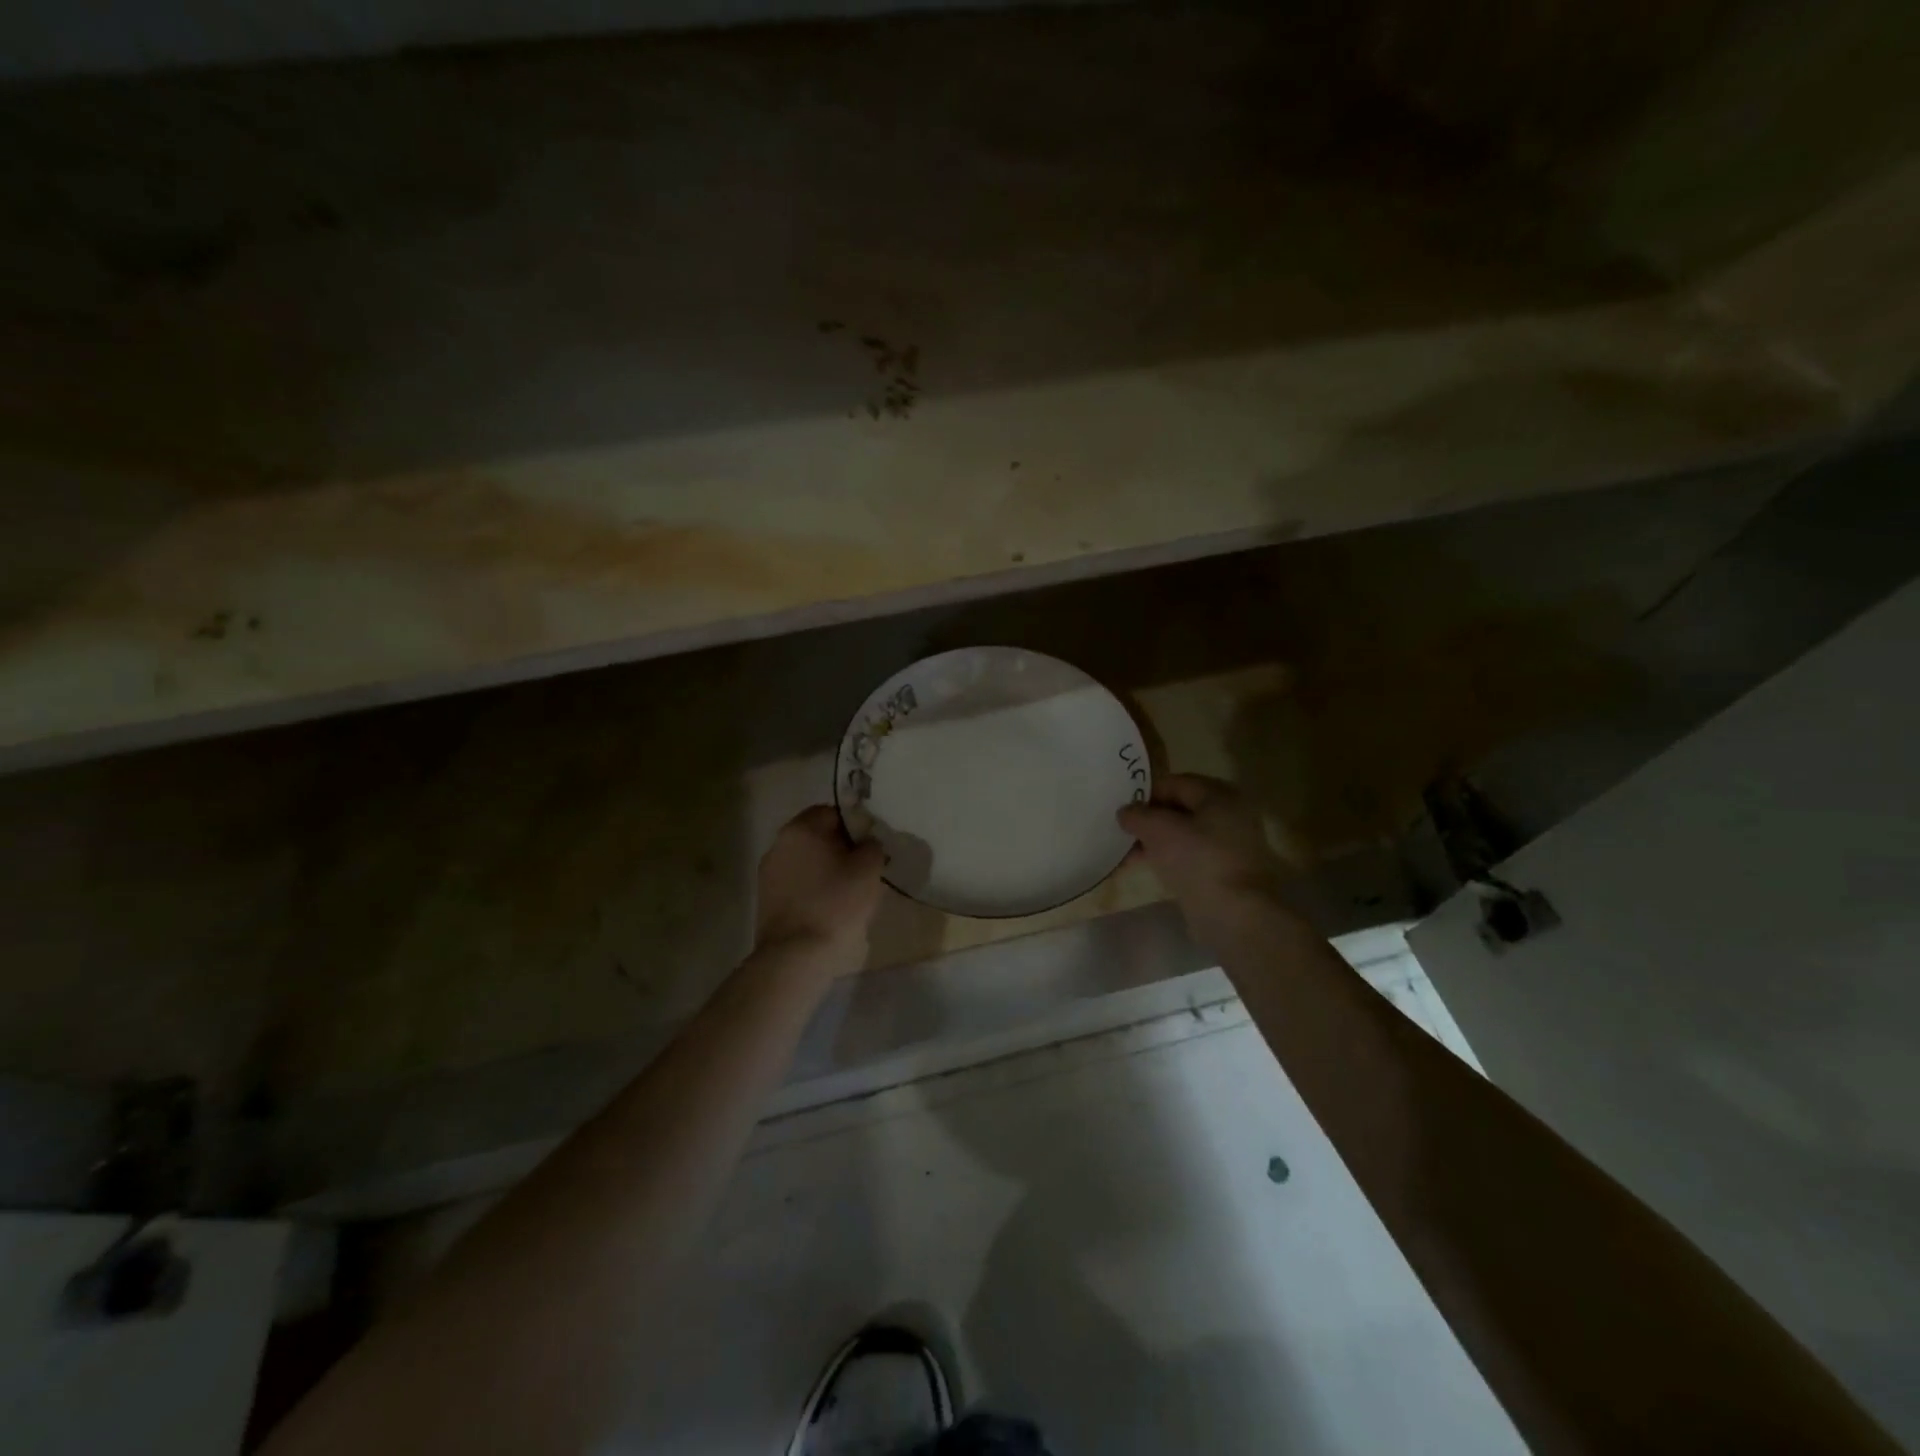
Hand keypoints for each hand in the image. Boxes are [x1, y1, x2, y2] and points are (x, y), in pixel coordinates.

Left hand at [754, 805, 887, 974]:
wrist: (795, 955)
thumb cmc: (835, 904)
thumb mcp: (868, 869)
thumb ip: (871, 845)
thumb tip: (866, 842)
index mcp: (801, 829)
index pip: (832, 812)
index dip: (855, 826)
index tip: (870, 848)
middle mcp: (778, 844)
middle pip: (816, 837)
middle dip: (840, 849)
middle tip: (862, 870)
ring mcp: (768, 873)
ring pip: (805, 861)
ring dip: (825, 870)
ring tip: (847, 893)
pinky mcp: (765, 900)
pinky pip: (796, 884)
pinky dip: (812, 890)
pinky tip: (827, 909)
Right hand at [1118, 775, 1283, 940]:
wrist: (1235, 914)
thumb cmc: (1198, 860)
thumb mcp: (1159, 829)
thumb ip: (1138, 815)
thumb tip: (1126, 811)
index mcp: (1219, 795)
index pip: (1175, 783)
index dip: (1146, 793)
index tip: (1122, 808)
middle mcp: (1229, 815)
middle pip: (1180, 809)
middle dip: (1149, 819)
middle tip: (1123, 830)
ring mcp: (1230, 845)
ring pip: (1183, 835)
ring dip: (1155, 841)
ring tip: (1127, 853)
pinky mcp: (1224, 872)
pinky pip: (1190, 857)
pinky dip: (1168, 859)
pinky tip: (1146, 868)